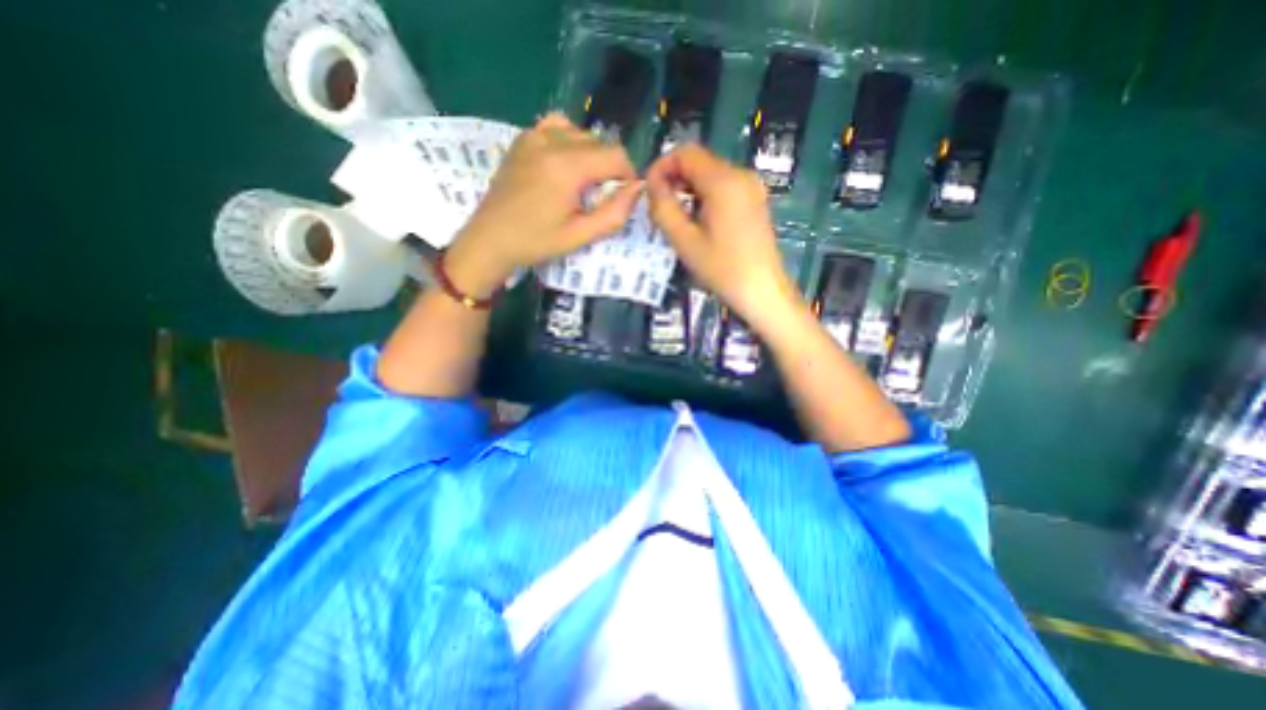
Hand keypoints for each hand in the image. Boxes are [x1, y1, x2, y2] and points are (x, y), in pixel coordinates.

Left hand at [443, 110, 644, 300]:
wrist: (490, 239)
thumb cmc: (536, 242)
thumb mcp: (580, 236)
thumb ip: (614, 214)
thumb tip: (637, 189)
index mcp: (567, 167)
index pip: (616, 155)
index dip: (628, 175)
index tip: (624, 196)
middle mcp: (551, 141)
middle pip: (600, 142)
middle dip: (609, 167)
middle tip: (601, 197)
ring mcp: (533, 136)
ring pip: (581, 133)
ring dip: (591, 155)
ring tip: (583, 182)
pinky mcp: (523, 138)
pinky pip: (557, 127)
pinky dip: (569, 142)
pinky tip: (564, 164)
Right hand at [648, 144, 792, 333]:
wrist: (762, 291)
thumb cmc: (722, 269)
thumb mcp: (685, 241)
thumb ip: (663, 208)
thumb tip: (651, 184)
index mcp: (723, 181)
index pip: (685, 152)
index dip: (662, 166)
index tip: (649, 191)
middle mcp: (741, 175)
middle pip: (699, 161)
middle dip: (674, 179)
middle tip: (659, 208)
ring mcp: (751, 187)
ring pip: (710, 175)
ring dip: (688, 189)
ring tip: (676, 217)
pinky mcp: (755, 201)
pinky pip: (723, 188)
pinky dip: (704, 197)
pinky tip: (697, 221)